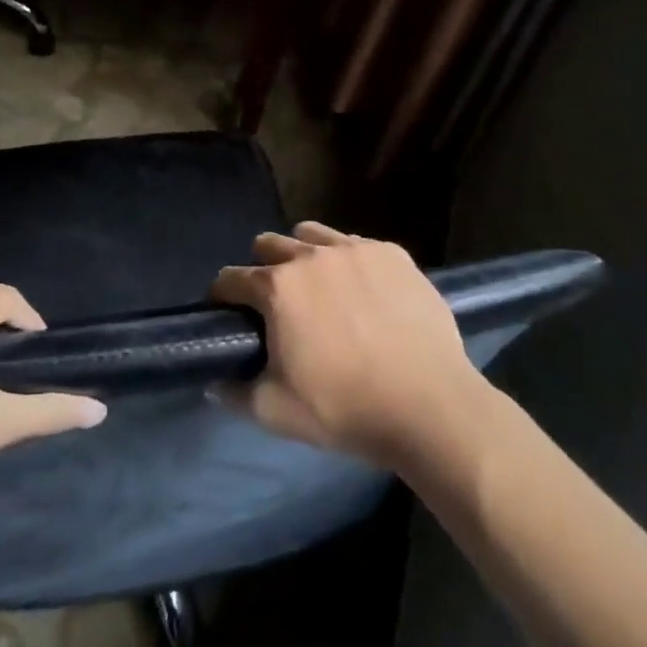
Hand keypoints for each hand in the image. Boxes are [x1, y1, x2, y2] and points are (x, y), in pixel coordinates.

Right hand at [212, 221, 490, 468]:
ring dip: (303, 254)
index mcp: (277, 288)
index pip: (230, 278)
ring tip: (319, 288)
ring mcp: (355, 250)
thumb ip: (235, 393)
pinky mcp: (393, 254)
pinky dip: (348, 261)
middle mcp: (310, 256)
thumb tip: (215, 383)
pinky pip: (356, 244)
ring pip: (311, 234)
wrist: (432, 408)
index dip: (222, 297)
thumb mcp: (275, 412)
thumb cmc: (346, 409)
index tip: (228, 313)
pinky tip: (363, 291)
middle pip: (268, 245)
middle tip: (276, 304)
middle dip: (262, 268)